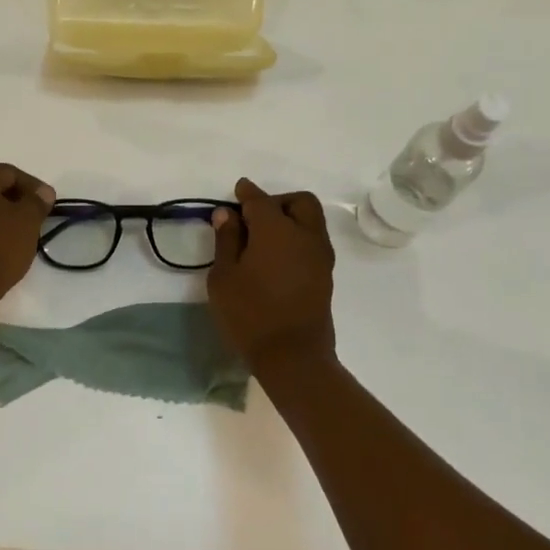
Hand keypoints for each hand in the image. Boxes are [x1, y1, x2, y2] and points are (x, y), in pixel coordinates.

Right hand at [207, 178, 336, 370]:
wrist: (293, 357)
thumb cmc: (249, 314)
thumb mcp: (224, 277)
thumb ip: (226, 240)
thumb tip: (226, 214)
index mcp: (276, 229)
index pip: (260, 200)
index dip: (246, 193)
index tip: (236, 192)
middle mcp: (304, 234)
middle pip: (299, 202)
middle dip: (277, 201)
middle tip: (253, 217)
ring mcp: (320, 255)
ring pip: (311, 220)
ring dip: (290, 219)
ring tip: (263, 239)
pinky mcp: (325, 275)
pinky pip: (313, 241)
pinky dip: (297, 237)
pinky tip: (276, 257)